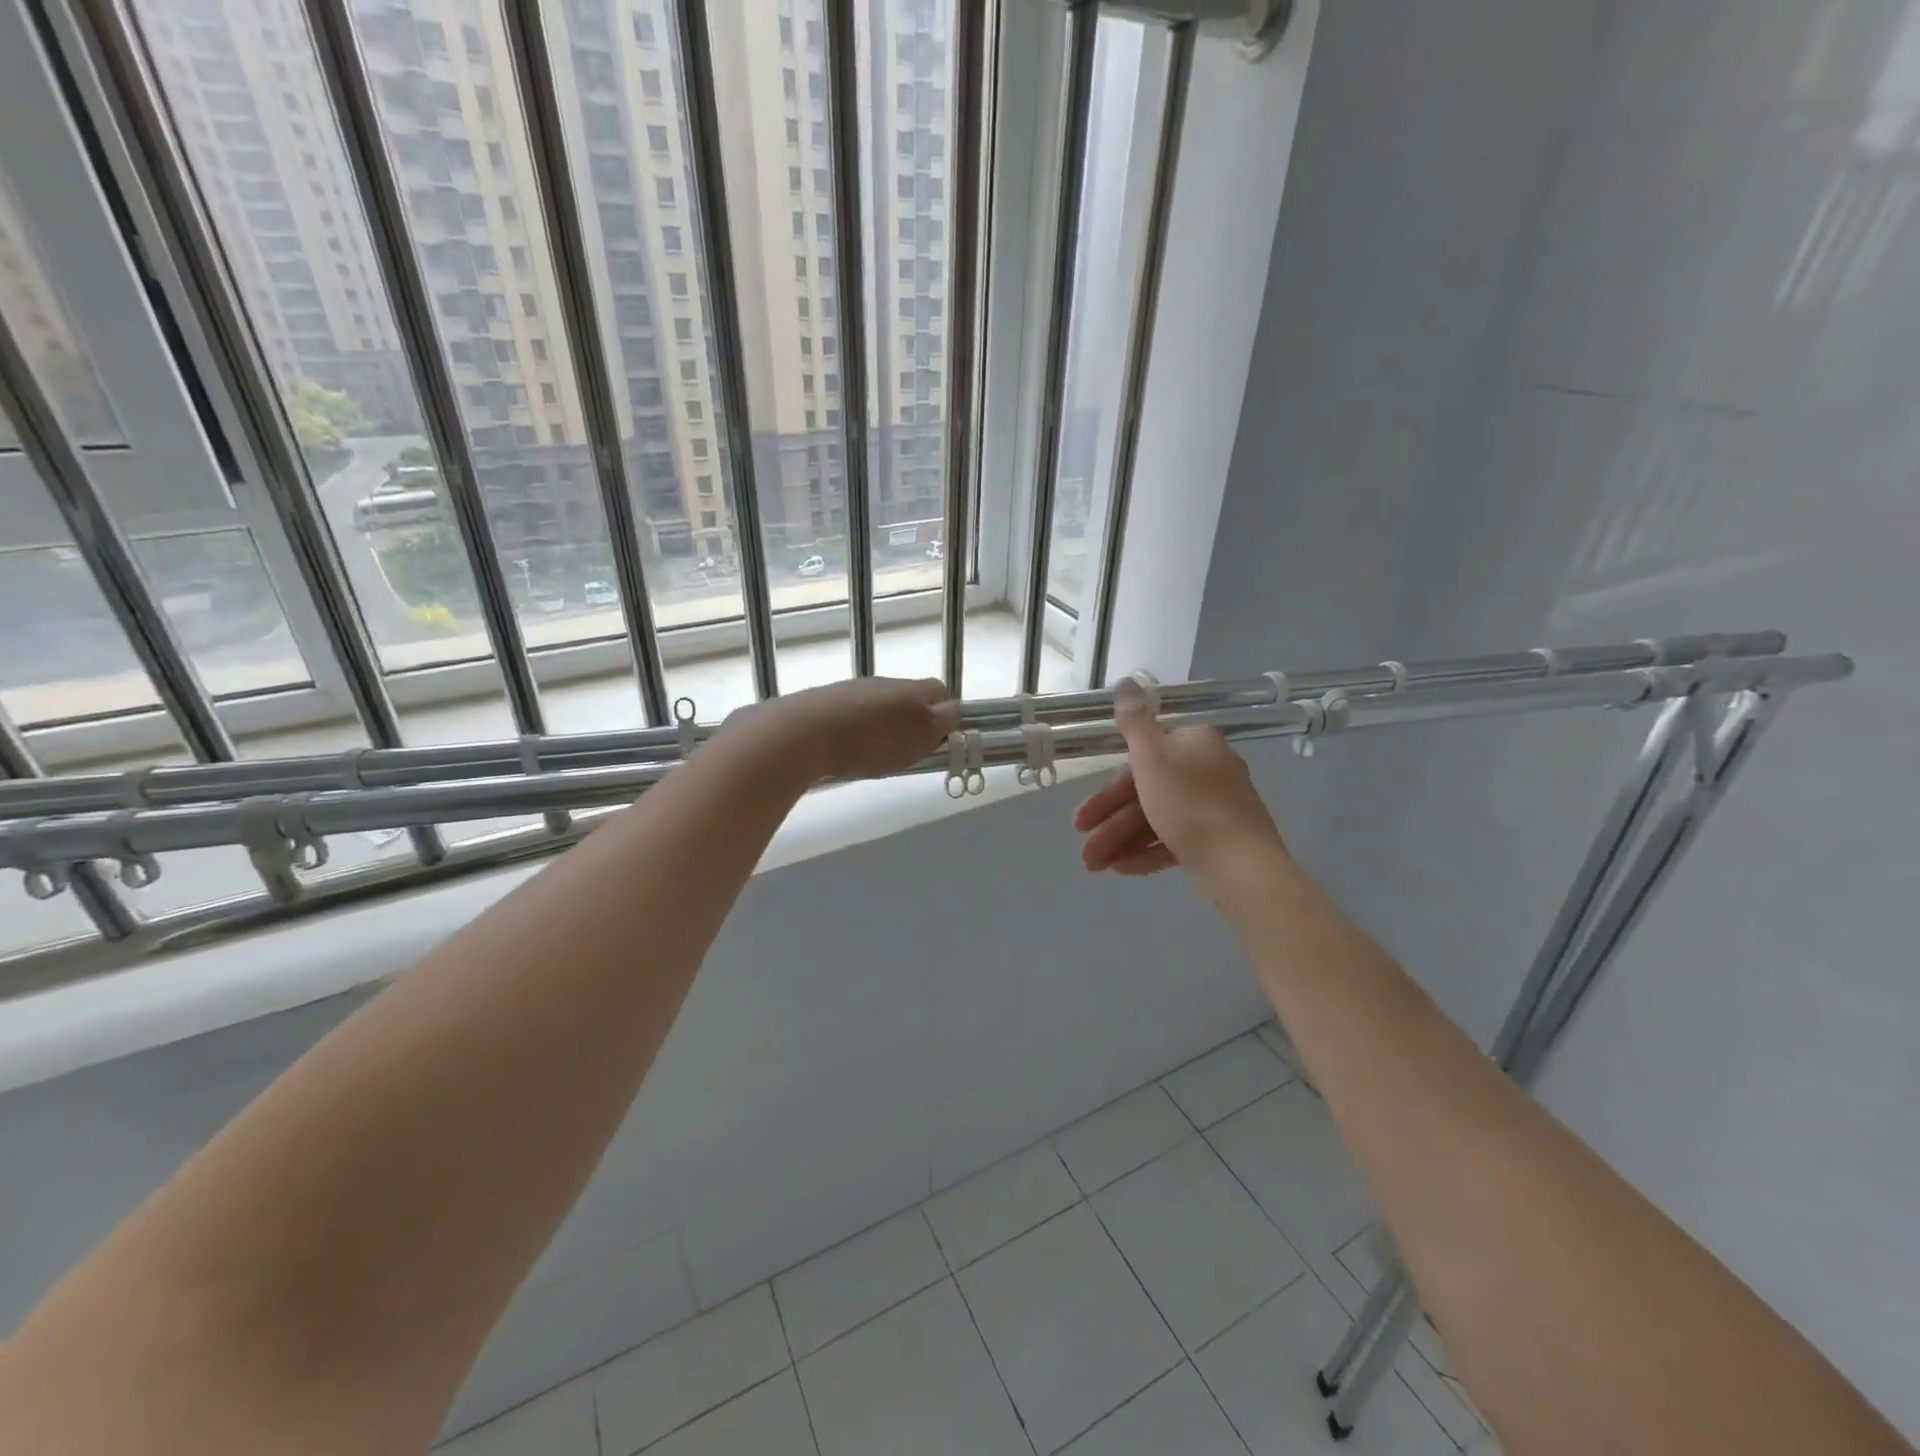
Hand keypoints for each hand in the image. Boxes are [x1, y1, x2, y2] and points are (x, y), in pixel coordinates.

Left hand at [732, 677, 960, 781]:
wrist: (802, 733)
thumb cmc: (871, 739)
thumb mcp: (920, 735)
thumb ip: (942, 722)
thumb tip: (954, 712)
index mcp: (911, 688)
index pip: (942, 691)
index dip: (949, 714)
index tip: (945, 740)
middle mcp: (882, 683)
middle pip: (909, 698)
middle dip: (915, 722)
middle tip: (913, 752)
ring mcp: (850, 691)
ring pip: (879, 707)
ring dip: (885, 727)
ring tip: (879, 756)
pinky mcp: (823, 705)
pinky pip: (851, 717)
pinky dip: (857, 732)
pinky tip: (849, 752)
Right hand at [1075, 678, 1288, 887]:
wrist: (1240, 864)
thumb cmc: (1189, 804)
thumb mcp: (1151, 756)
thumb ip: (1133, 721)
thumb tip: (1127, 681)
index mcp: (1195, 743)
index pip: (1143, 758)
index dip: (1108, 788)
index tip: (1084, 815)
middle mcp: (1209, 769)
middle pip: (1148, 792)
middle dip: (1111, 823)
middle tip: (1084, 851)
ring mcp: (1217, 807)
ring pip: (1158, 819)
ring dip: (1123, 841)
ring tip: (1095, 866)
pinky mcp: (1220, 839)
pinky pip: (1176, 839)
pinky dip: (1148, 852)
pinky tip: (1122, 869)